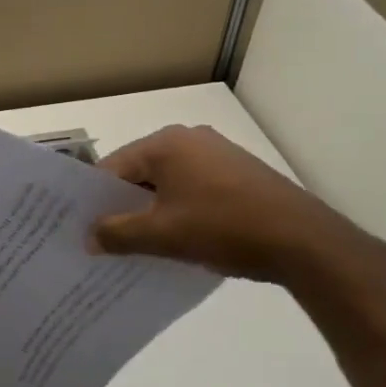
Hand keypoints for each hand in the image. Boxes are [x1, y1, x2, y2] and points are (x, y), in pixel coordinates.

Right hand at [91, 125, 382, 286]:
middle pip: (140, 173)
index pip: (113, 167)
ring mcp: (218, 154)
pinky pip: (193, 189)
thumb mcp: (162, 235)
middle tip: (105, 240)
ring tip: (139, 246)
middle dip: (123, 206)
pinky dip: (179, 211)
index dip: (94, 200)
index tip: (81, 228)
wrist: (304, 241)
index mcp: (166, 144)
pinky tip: (179, 240)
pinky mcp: (239, 174)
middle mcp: (190, 139)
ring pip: (168, 183)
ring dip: (152, 211)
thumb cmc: (223, 228)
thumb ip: (117, 234)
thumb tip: (89, 238)